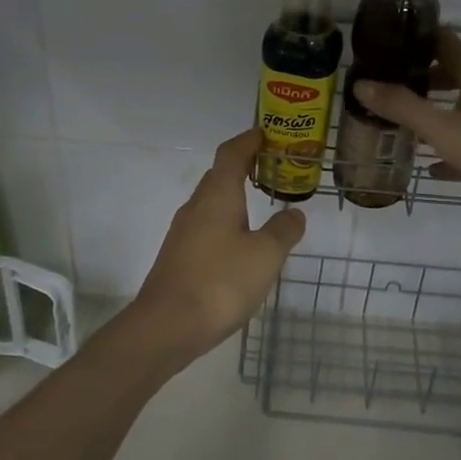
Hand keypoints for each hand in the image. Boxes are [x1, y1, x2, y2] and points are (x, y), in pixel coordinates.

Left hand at [131, 129, 305, 363]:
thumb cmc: (220, 281)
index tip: (267, 134)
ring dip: (235, 196)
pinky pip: (207, 226)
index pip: (231, 153)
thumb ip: (283, 230)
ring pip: (212, 202)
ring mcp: (183, 232)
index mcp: (217, 195)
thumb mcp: (266, 256)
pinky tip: (241, 244)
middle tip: (273, 168)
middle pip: (219, 175)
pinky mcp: (179, 256)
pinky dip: (227, 222)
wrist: (166, 326)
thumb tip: (293, 213)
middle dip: (244, 166)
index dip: (249, 140)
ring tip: (262, 203)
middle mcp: (196, 206)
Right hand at [354, 31, 460, 220]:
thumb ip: (402, 107)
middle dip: (422, 79)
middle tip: (391, 89)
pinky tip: (437, 167)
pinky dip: (457, 143)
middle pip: (453, 72)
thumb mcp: (443, 128)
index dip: (415, 39)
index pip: (442, 40)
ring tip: (408, 126)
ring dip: (439, 111)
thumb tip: (361, 84)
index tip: (388, 44)